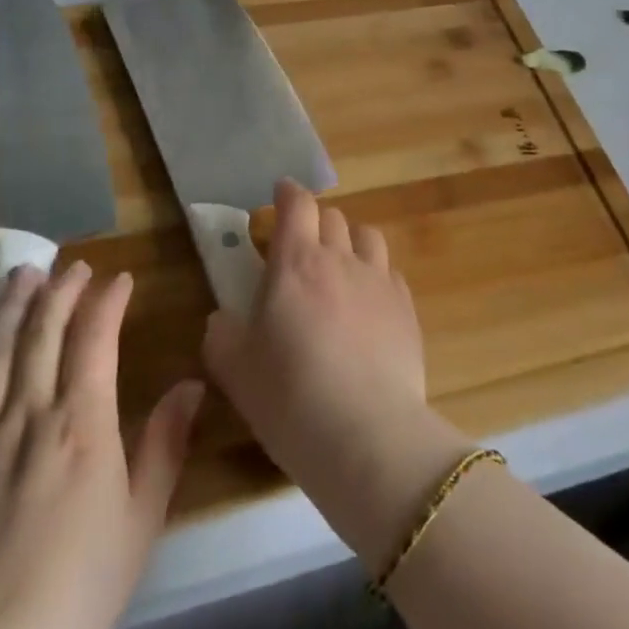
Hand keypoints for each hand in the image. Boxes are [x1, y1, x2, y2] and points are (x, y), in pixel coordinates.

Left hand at [0, 262, 205, 628]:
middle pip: (42, 333)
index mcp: (82, 426)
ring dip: (12, 306)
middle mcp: (28, 417)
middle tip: (74, 264)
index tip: (120, 278)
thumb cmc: (80, 587)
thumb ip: (166, 444)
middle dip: (61, 291)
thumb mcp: (142, 519)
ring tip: (24, 273)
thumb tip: (192, 384)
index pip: (94, 340)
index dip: (107, 302)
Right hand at [202, 180, 472, 571]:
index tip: (280, 194)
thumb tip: (223, 319)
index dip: (288, 193)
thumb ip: (222, 334)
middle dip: (315, 222)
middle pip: (332, 216)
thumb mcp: (235, 370)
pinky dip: (375, 277)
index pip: (297, 205)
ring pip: (367, 237)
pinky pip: (390, 274)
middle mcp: (341, 259)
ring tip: (339, 267)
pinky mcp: (407, 309)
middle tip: (301, 247)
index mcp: (296, 262)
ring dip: (350, 241)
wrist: (366, 435)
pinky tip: (368, 305)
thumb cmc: (289, 397)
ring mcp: (379, 281)